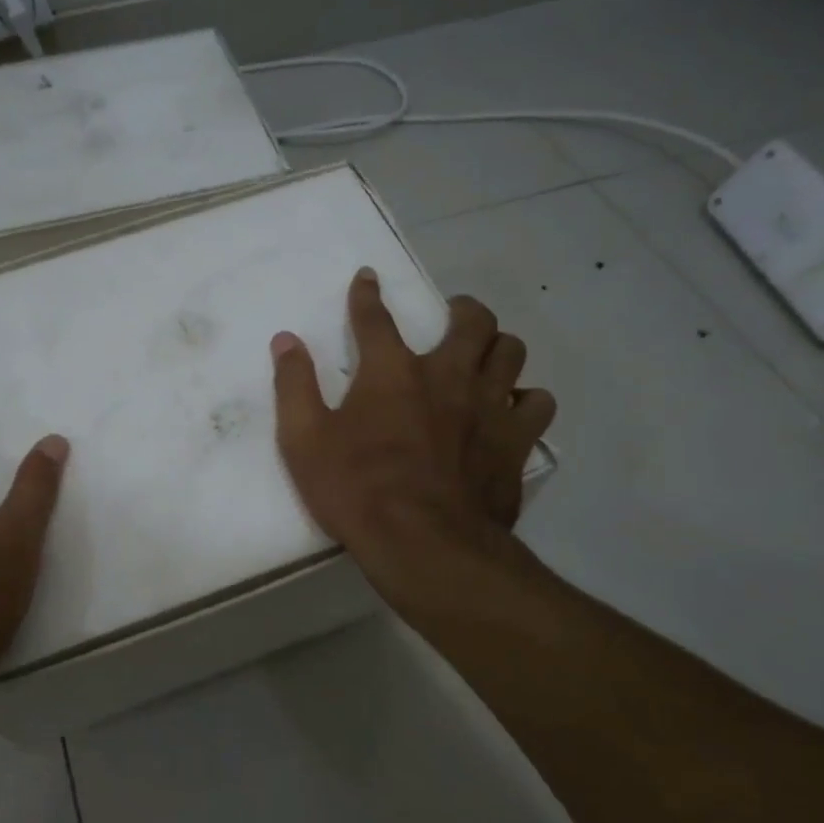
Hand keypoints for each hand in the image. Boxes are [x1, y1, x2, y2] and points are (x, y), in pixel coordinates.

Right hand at [270, 268, 554, 609]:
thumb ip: (294, 386)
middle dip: (462, 309)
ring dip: (498, 347)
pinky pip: (537, 403)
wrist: (424, 545)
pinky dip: (526, 400)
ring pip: (512, 352)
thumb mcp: (304, 440)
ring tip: (485, 359)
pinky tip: (512, 410)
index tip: (367, 277)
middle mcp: (446, 376)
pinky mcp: (515, 442)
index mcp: (391, 372)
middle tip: (453, 316)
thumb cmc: (356, 490)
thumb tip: (285, 340)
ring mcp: (487, 407)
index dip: (367, 294)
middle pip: (472, 321)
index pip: (375, 318)